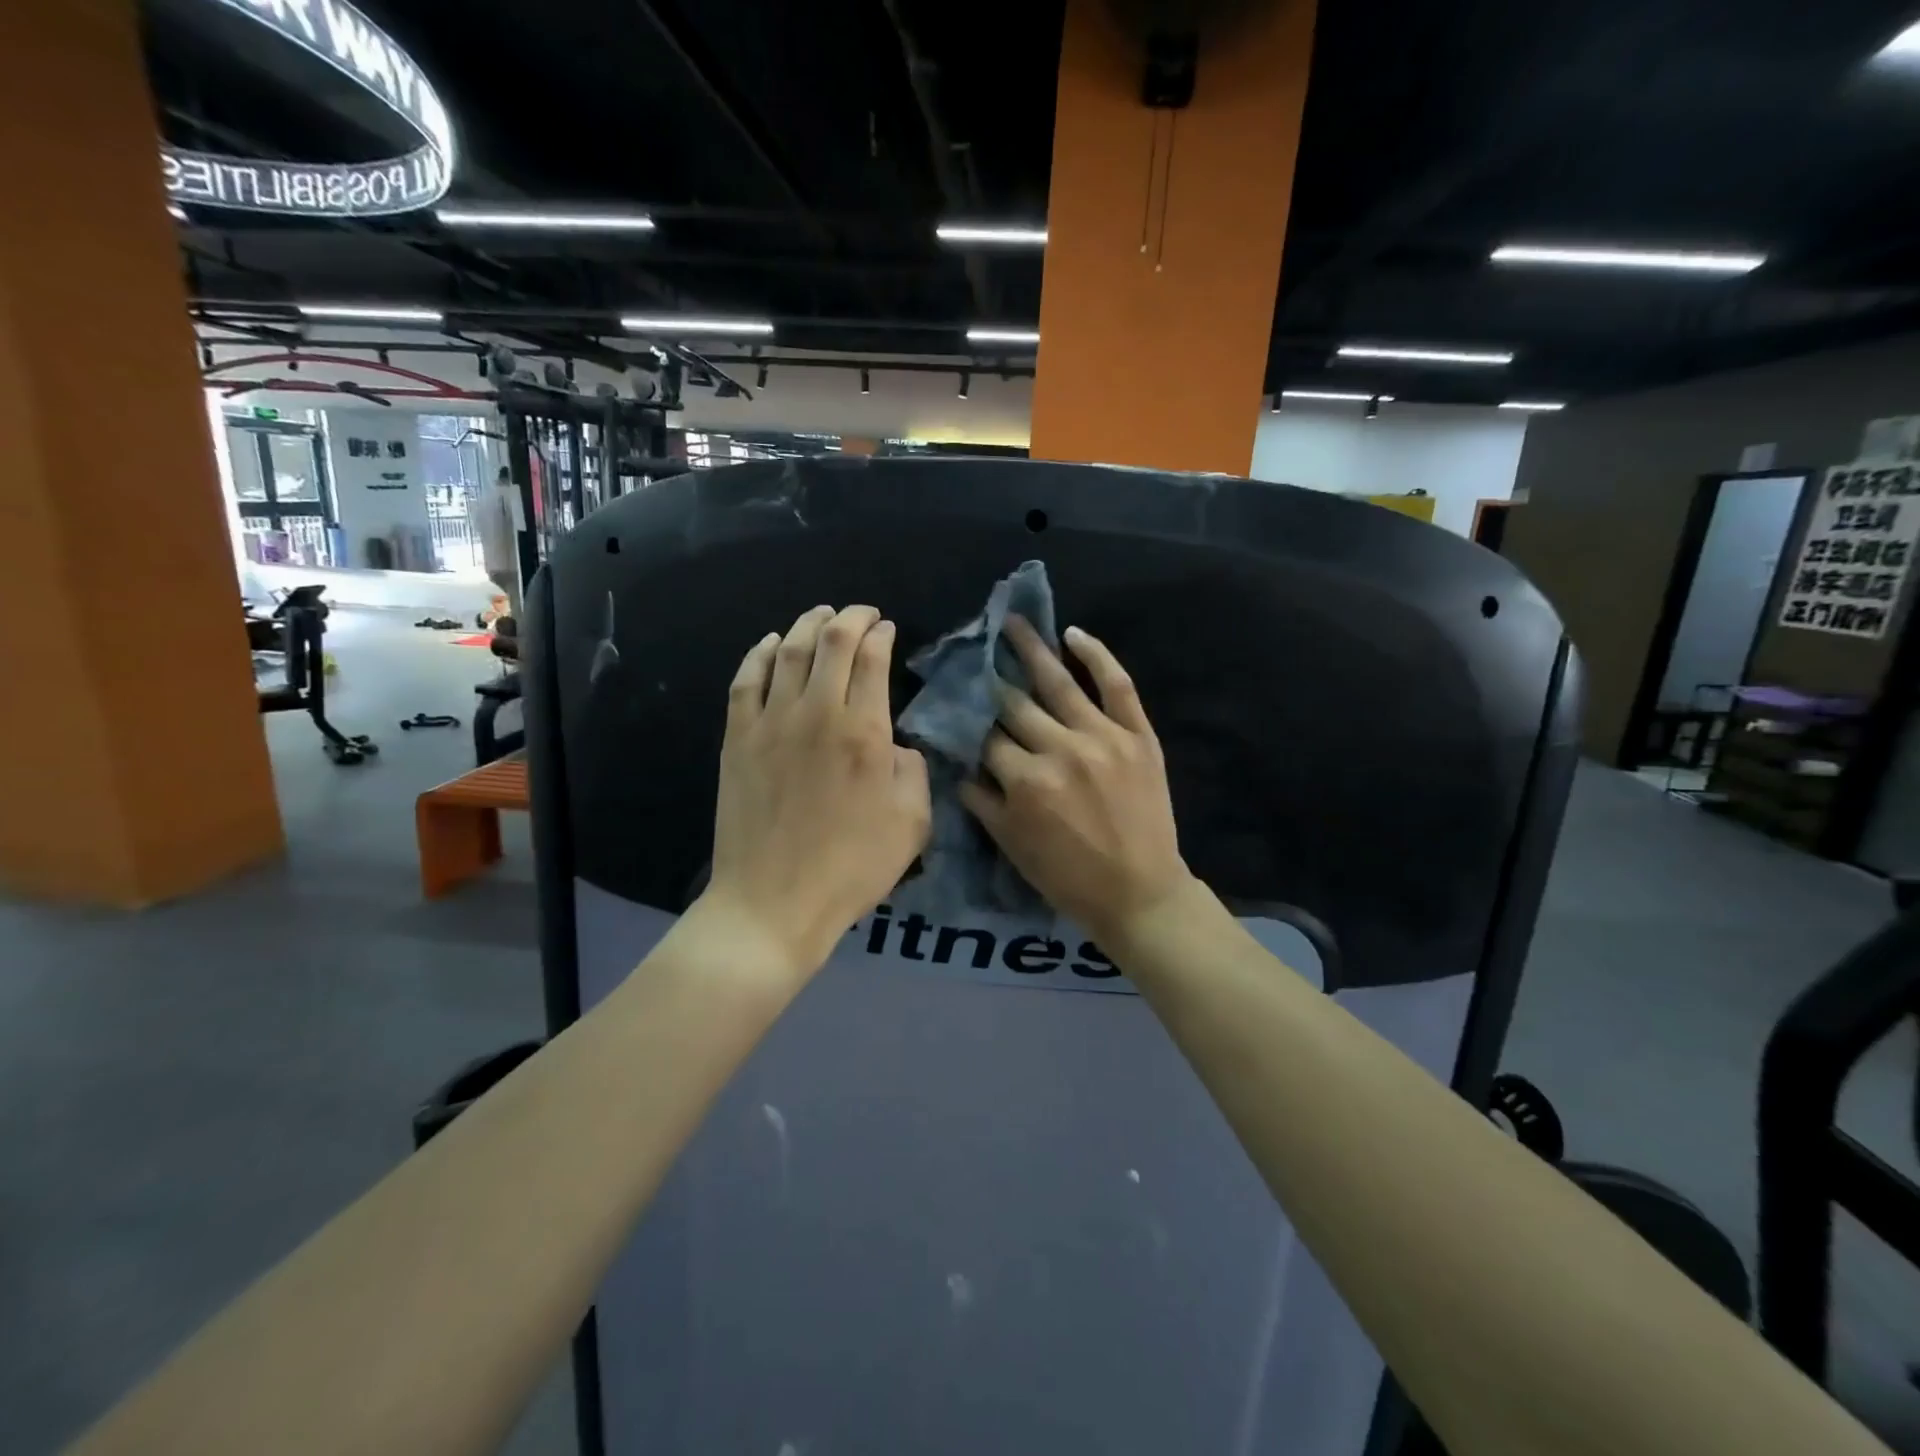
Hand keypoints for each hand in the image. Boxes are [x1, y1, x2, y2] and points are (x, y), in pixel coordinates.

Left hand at [707, 605, 931, 977]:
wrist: (773, 902)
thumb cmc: (851, 868)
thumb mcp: (912, 824)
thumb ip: (913, 771)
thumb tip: (894, 744)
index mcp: (864, 732)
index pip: (872, 660)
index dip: (882, 635)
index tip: (888, 629)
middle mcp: (817, 713)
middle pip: (831, 642)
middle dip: (851, 618)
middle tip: (862, 613)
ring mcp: (771, 723)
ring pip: (788, 651)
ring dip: (807, 624)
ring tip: (820, 613)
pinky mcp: (738, 739)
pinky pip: (746, 680)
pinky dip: (759, 653)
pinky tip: (770, 643)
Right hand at [958, 618, 1192, 941]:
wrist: (1140, 893)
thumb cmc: (1068, 877)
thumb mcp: (1012, 845)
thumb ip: (981, 800)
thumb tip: (957, 761)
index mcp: (1026, 781)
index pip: (985, 737)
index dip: (966, 718)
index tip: (953, 698)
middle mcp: (1061, 749)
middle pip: (1015, 704)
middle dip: (990, 677)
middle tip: (973, 650)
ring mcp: (1104, 737)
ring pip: (1059, 683)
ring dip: (1032, 649)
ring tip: (1013, 622)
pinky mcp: (1138, 735)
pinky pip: (1118, 685)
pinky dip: (1097, 656)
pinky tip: (1074, 634)